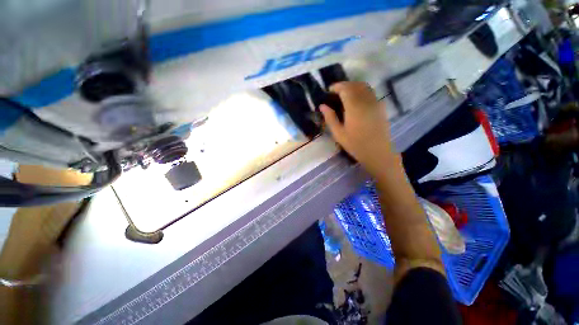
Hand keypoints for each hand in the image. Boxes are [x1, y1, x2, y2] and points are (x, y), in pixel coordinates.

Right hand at [320, 82, 397, 177]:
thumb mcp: (339, 134)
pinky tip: (357, 100)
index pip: (345, 88)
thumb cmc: (356, 145)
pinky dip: (362, 91)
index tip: (329, 90)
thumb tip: (322, 106)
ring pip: (365, 87)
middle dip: (344, 85)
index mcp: (354, 107)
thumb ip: (330, 118)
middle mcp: (366, 101)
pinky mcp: (380, 107)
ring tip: (345, 94)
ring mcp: (375, 103)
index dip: (336, 86)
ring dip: (354, 87)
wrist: (378, 152)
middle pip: (355, 85)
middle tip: (335, 92)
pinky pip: (371, 93)